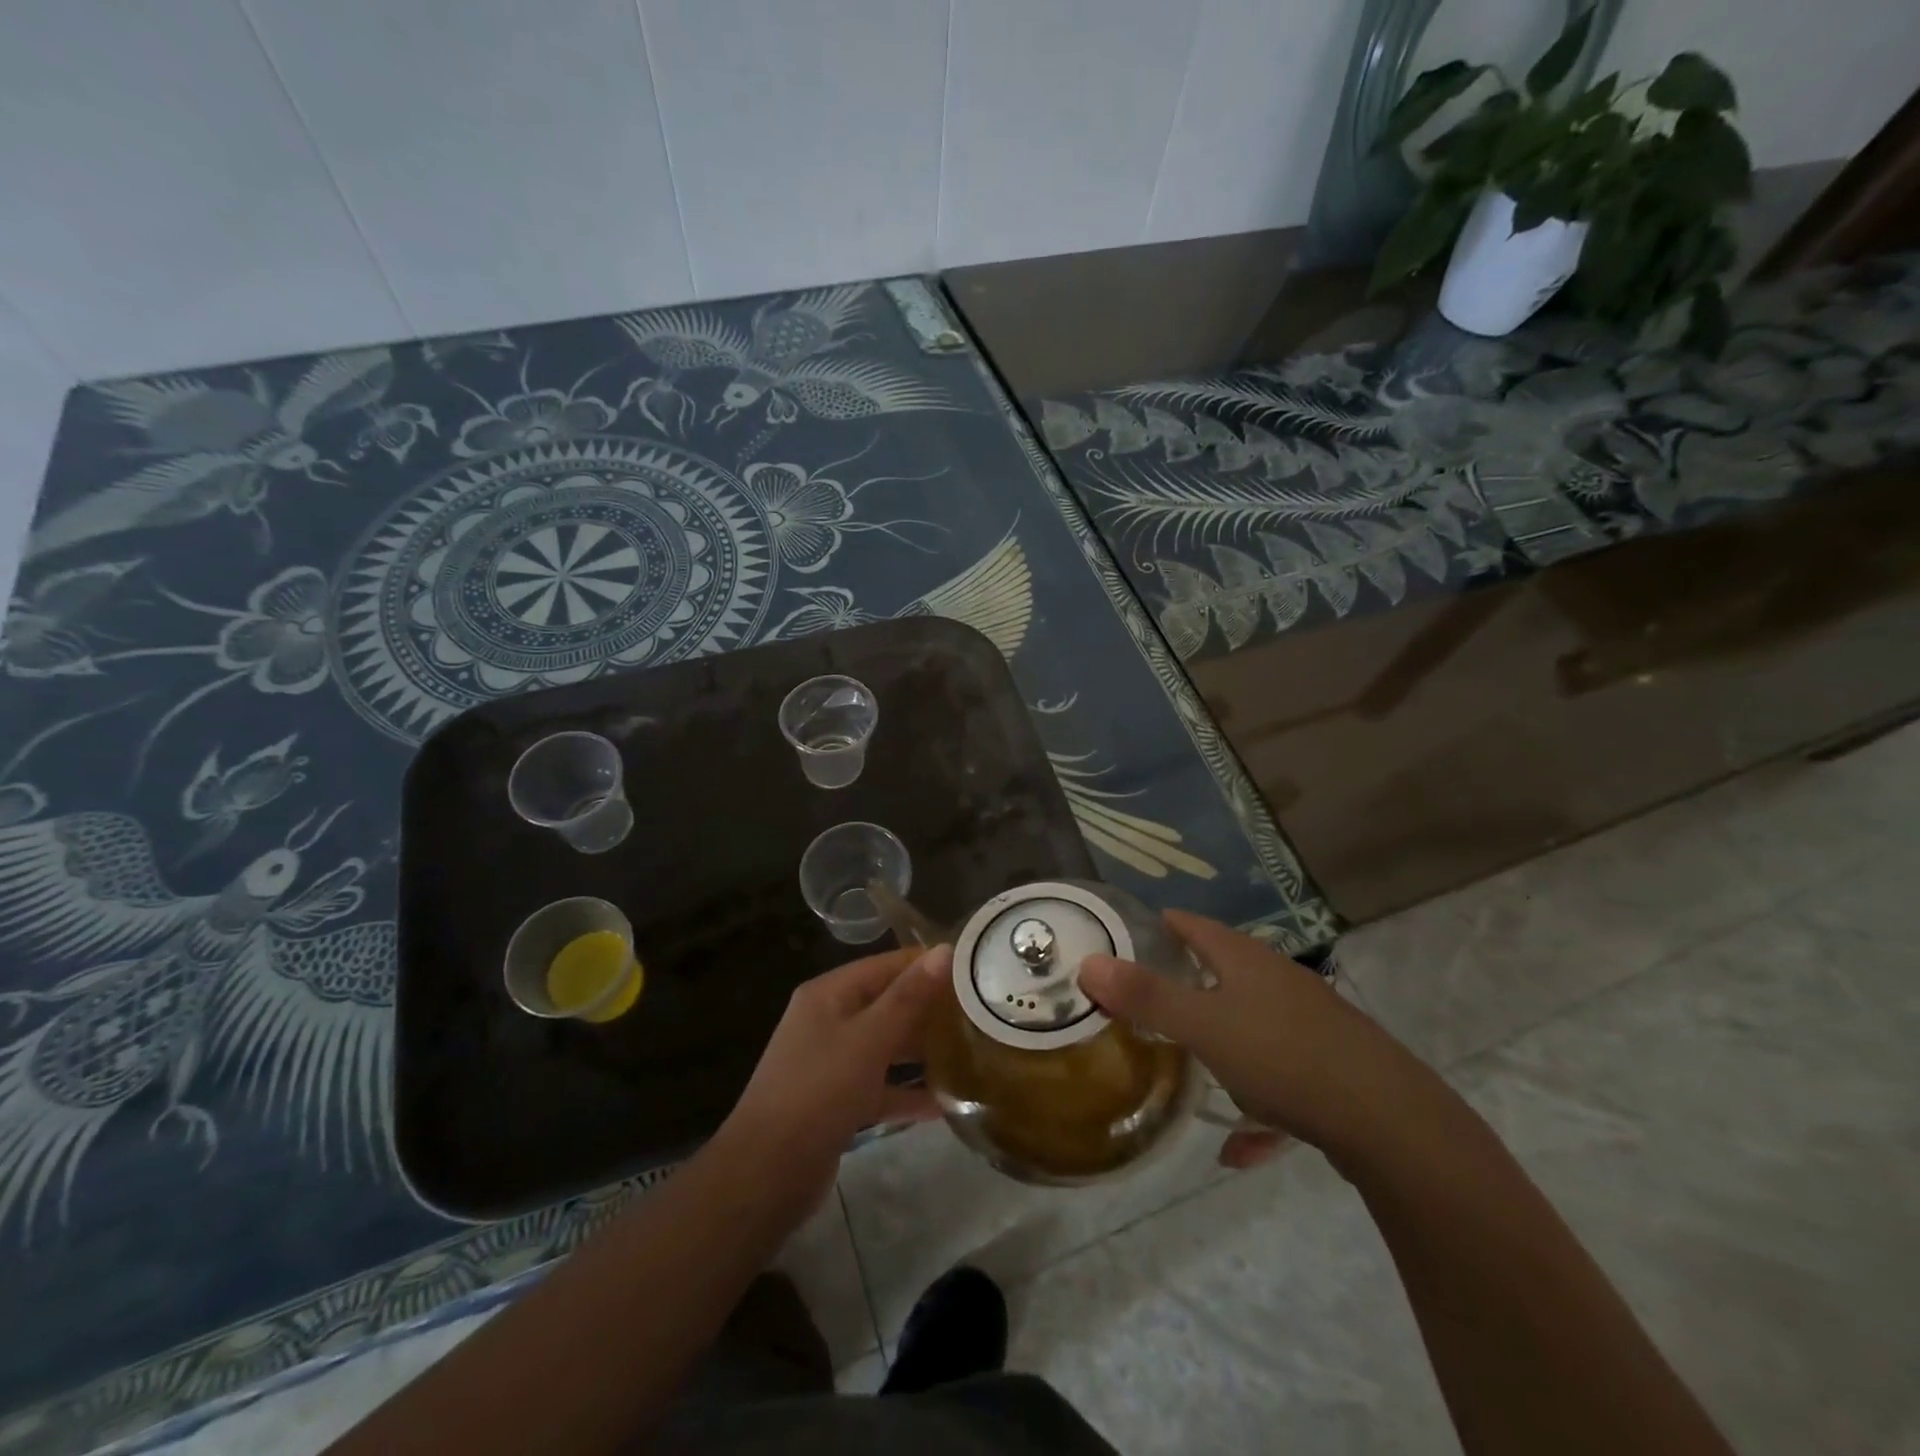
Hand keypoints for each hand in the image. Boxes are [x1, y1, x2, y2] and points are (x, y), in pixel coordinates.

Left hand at [723, 943, 952, 1203]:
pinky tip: (946, 1103)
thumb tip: (945, 950)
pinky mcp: (838, 1103)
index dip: (926, 964)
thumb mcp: (868, 1040)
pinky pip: (881, 1087)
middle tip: (979, 1011)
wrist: (765, 1175)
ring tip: (970, 1050)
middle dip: (928, 1008)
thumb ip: (908, 997)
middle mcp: (828, 1021)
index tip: (973, 969)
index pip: (885, 965)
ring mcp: (832, 1063)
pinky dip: (907, 1092)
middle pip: (886, 1004)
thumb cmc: (818, 1092)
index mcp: (829, 995)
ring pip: (885, 1046)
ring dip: (921, 1050)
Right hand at [1079, 910, 1402, 1166]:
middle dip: (1182, 985)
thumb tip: (1088, 963)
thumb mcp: (1204, 1026)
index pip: (1191, 925)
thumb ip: (1146, 997)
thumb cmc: (1284, 1057)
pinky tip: (1239, 1147)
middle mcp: (1278, 982)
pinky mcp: (1331, 1068)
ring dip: (1219, 1045)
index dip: (1156, 926)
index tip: (1121, 941)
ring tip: (1185, 1068)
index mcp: (1246, 960)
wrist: (1392, 1123)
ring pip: (1250, 1026)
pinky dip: (1256, 1105)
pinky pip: (1279, 1080)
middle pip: (1221, 972)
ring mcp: (1308, 1024)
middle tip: (1140, 1006)